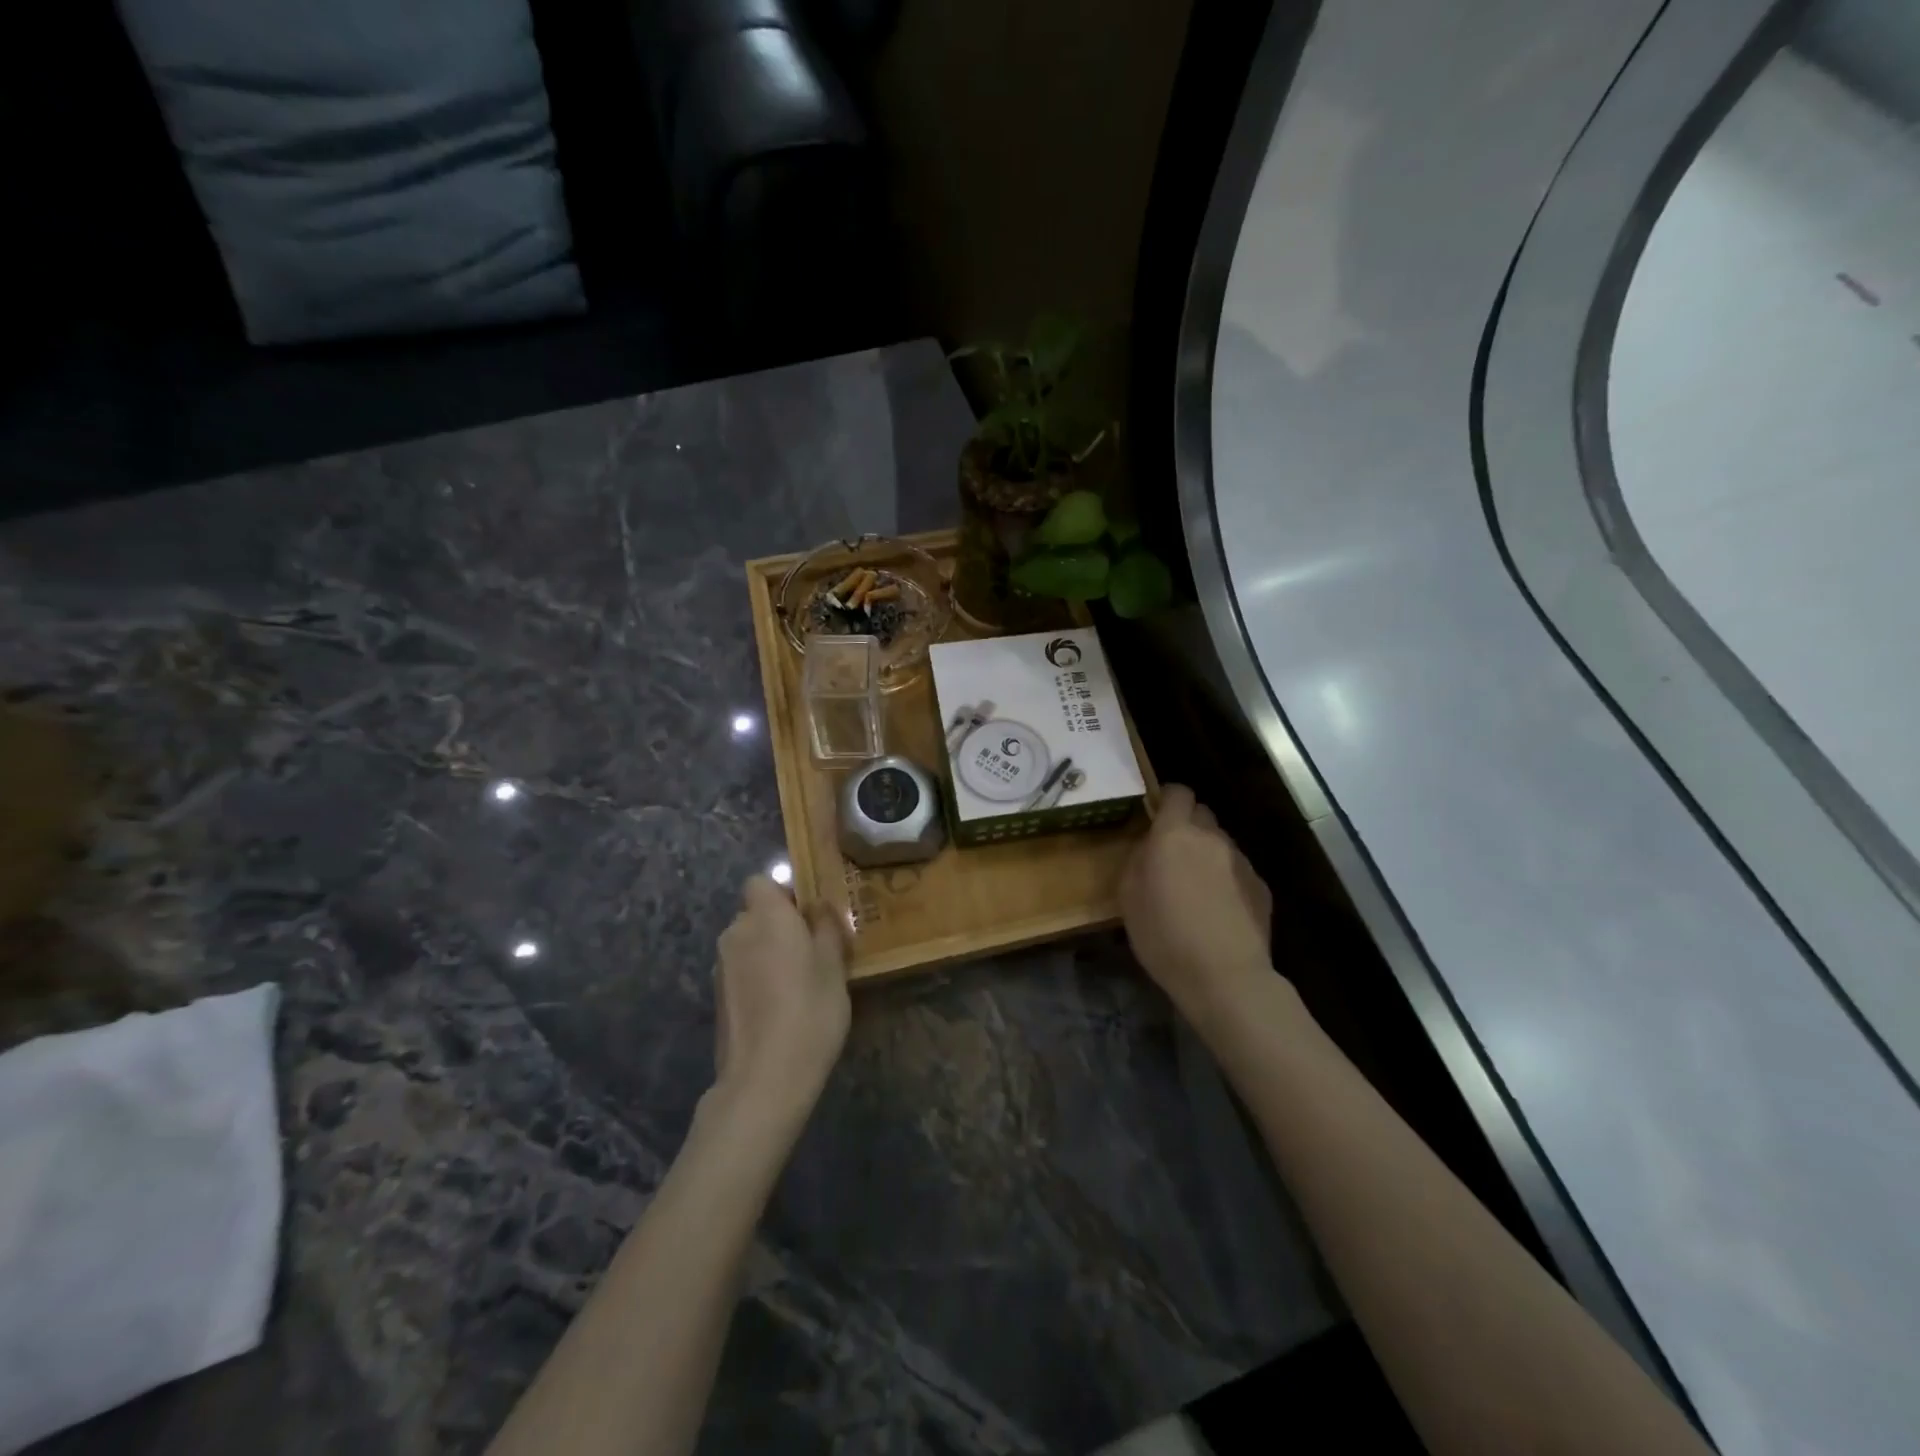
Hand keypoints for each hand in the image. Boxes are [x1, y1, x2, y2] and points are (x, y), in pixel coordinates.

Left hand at [712, 877, 850, 1117]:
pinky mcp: (716, 996)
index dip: (784, 893)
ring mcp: (722, 966)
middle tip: (812, 951)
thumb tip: (816, 906)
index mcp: (766, 916)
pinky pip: (741, 970)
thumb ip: (825, 927)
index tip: (808, 916)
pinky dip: (757, 978)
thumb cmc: (810, 1011)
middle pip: (755, 913)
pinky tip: (778, 1007)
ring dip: (767, 953)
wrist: (764, 1078)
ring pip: (748, 943)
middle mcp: (737, 932)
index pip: (761, 881)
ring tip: (797, 984)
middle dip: (778, 925)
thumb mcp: (834, 965)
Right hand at [1121, 785, 1274, 1014]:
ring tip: (1196, 888)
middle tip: (1172, 854)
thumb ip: (1138, 859)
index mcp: (1174, 835)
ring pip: (1220, 843)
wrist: (1225, 977)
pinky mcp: (1261, 885)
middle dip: (1187, 825)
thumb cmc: (1164, 937)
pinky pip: (1237, 870)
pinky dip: (1226, 879)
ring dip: (1206, 853)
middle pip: (1201, 813)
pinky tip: (1218, 909)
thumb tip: (1149, 846)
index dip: (1167, 798)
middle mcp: (1211, 838)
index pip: (1178, 792)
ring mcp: (1240, 860)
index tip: (1157, 814)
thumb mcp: (1129, 898)